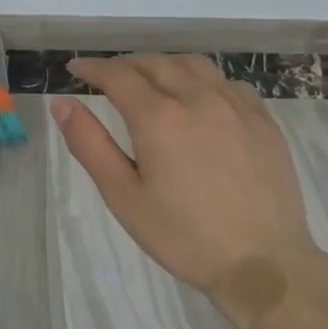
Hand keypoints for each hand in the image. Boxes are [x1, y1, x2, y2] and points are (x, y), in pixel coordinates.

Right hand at [51, 54, 318, 299]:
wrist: (265, 265)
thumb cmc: (184, 237)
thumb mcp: (123, 197)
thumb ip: (90, 144)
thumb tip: (62, 103)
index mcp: (159, 118)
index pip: (117, 76)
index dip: (92, 68)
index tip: (76, 69)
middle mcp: (197, 99)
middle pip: (154, 63)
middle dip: (124, 64)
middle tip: (107, 77)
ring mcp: (235, 107)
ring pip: (192, 65)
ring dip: (163, 65)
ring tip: (150, 79)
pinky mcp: (263, 121)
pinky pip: (227, 82)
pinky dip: (202, 79)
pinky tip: (199, 97)